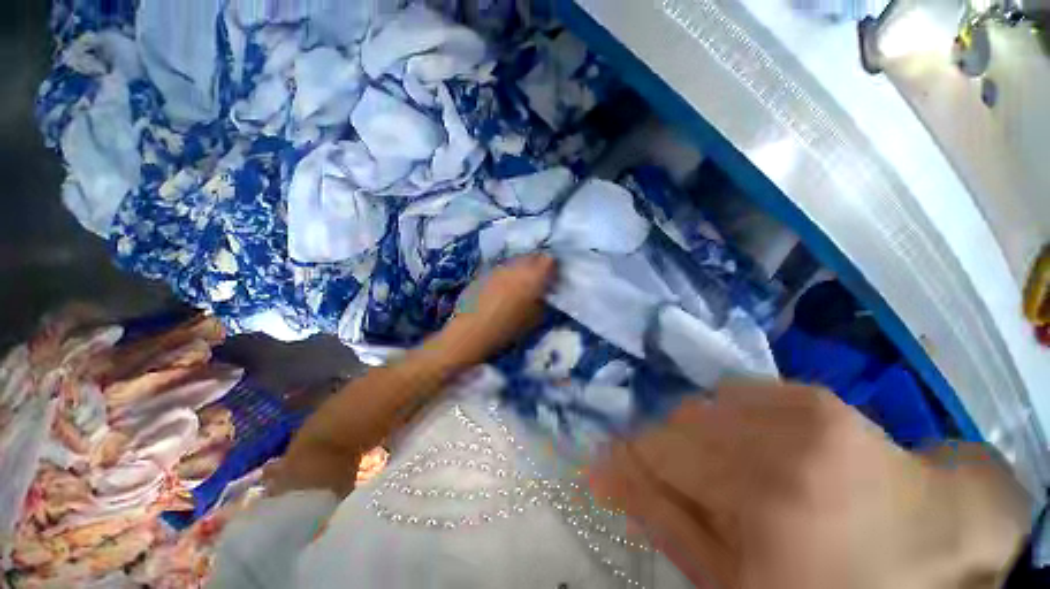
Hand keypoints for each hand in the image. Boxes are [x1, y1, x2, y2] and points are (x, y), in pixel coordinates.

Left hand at [439, 254, 555, 364]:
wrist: (473, 330)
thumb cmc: (509, 327)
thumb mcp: (535, 318)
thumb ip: (543, 300)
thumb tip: (544, 292)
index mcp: (533, 276)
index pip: (548, 260)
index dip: (552, 266)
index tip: (551, 276)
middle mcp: (517, 267)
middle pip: (531, 256)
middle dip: (536, 265)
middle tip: (536, 278)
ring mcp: (499, 267)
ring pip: (515, 261)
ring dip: (519, 268)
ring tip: (518, 283)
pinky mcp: (484, 272)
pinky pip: (500, 268)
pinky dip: (505, 274)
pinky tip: (501, 288)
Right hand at [588, 382, 1029, 588]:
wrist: (935, 552)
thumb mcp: (733, 582)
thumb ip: (663, 517)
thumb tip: (603, 471)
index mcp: (760, 506)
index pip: (654, 452)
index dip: (627, 458)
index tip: (612, 468)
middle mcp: (777, 446)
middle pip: (675, 422)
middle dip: (667, 450)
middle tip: (689, 485)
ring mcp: (800, 412)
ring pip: (702, 405)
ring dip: (698, 436)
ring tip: (728, 469)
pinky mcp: (814, 395)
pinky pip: (737, 391)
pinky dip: (728, 416)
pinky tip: (756, 445)